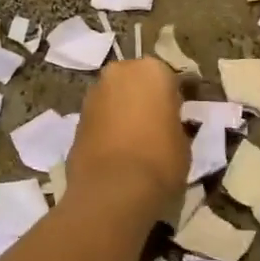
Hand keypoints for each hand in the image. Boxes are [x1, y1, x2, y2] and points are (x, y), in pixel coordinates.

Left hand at [69, 57, 188, 207]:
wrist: (112, 190)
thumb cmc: (160, 160)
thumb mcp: (183, 142)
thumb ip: (175, 124)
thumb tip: (168, 126)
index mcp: (152, 70)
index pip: (171, 79)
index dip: (176, 99)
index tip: (181, 115)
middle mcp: (119, 72)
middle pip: (136, 81)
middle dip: (145, 98)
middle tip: (157, 123)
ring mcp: (93, 93)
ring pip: (115, 97)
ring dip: (124, 110)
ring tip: (136, 139)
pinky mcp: (76, 118)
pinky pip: (100, 117)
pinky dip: (108, 126)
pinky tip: (117, 148)